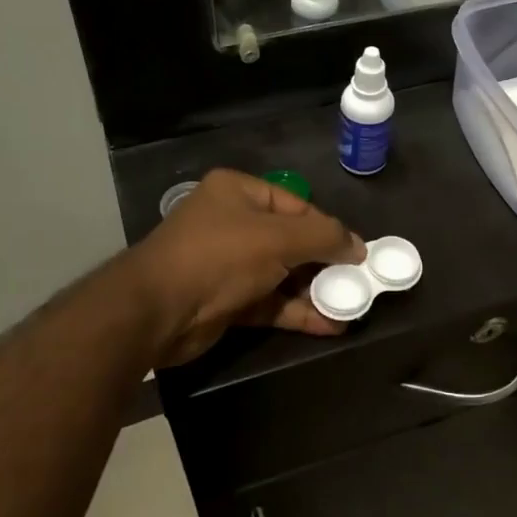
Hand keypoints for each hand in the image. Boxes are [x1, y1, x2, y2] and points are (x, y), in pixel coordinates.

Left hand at [126, 170, 365, 366]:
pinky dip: (297, 312)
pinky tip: (329, 325)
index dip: (329, 228)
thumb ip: (324, 237)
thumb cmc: (220, 256)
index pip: (297, 205)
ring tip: (351, 306)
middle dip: (324, 263)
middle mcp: (232, 222)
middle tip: (357, 282)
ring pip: (282, 274)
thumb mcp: (279, 238)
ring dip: (314, 291)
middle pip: (291, 240)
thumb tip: (358, 247)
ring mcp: (228, 263)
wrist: (158, 310)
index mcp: (238, 192)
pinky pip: (270, 301)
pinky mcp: (226, 300)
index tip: (357, 253)